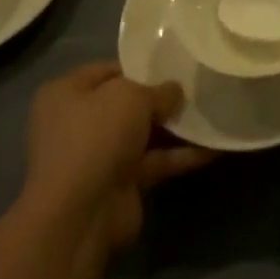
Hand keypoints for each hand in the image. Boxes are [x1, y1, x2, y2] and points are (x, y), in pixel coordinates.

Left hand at [19, 63, 212, 251]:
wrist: (80, 216)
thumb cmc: (96, 137)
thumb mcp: (132, 96)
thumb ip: (158, 90)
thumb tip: (175, 91)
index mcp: (67, 93)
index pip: (109, 70)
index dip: (141, 65)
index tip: (174, 61)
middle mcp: (78, 123)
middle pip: (127, 104)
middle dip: (161, 98)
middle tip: (197, 86)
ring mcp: (98, 156)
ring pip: (143, 134)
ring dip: (175, 127)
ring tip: (212, 112)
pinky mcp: (119, 185)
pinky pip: (154, 163)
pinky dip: (179, 156)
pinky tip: (212, 148)